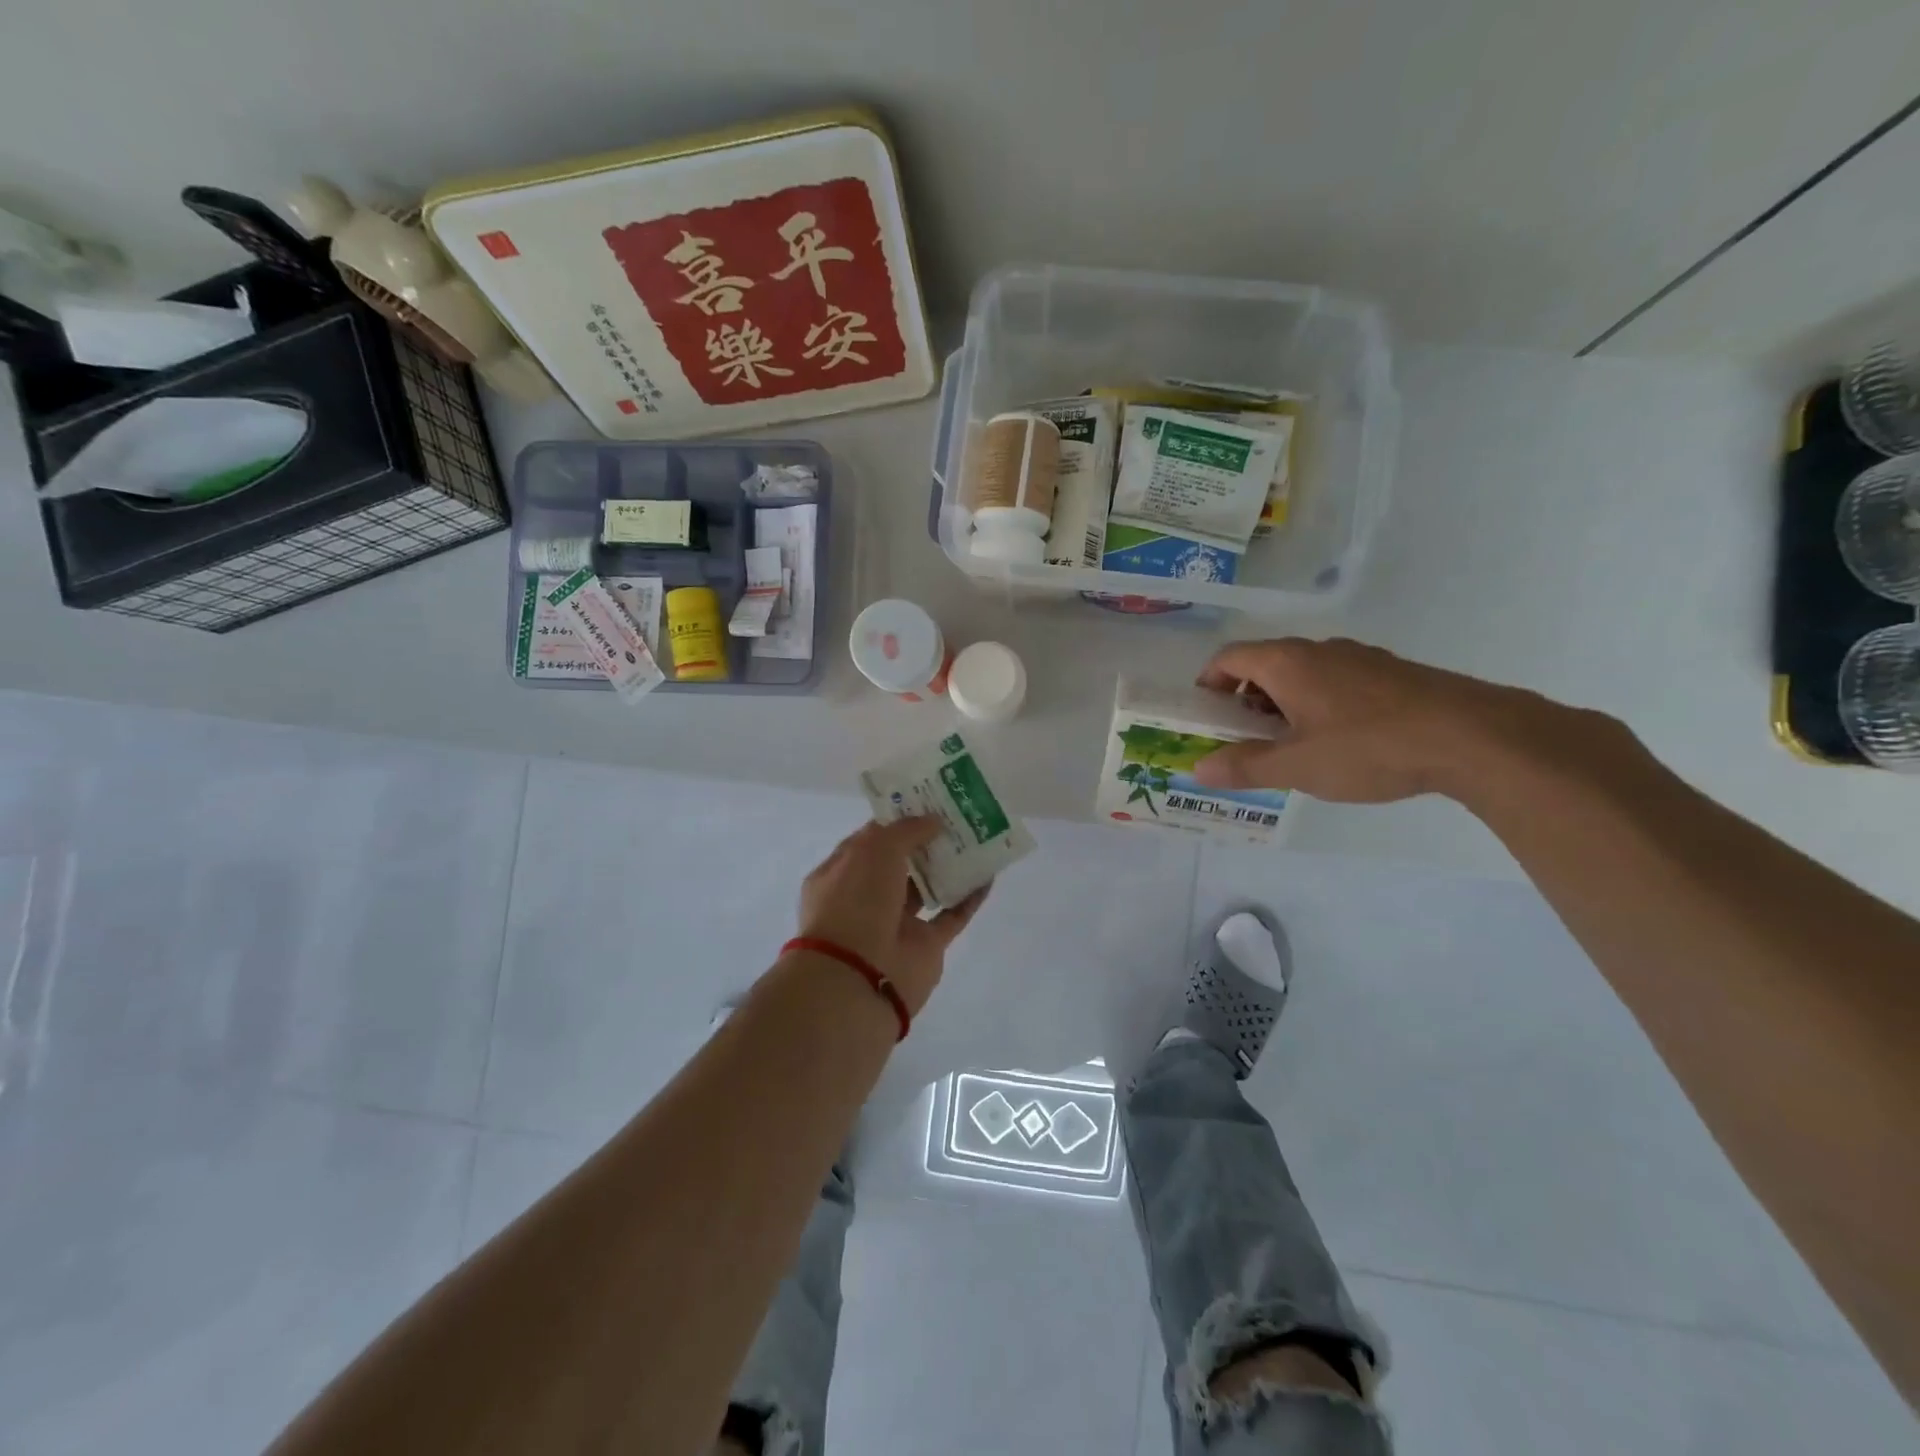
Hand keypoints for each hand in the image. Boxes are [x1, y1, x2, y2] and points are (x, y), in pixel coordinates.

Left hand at [795, 817, 989, 1014]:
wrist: (860, 976)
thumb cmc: (856, 902)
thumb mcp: (874, 850)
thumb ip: (906, 831)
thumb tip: (933, 821)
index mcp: (841, 873)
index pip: (869, 840)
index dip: (895, 821)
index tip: (924, 802)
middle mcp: (866, 897)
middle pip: (900, 863)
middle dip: (925, 840)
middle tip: (956, 815)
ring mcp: (896, 923)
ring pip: (926, 888)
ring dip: (948, 866)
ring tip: (976, 838)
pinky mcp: (925, 946)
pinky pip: (951, 915)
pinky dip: (969, 897)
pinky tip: (989, 875)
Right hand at [1190, 638, 1590, 802]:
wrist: (1471, 736)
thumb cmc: (1367, 747)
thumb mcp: (1296, 766)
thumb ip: (1244, 766)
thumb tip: (1197, 769)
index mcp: (1286, 662)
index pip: (1229, 657)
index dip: (1208, 683)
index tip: (1206, 716)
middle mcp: (1319, 649)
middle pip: (1264, 664)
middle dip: (1245, 700)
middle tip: (1245, 739)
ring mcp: (1359, 658)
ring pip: (1303, 673)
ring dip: (1283, 703)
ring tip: (1292, 746)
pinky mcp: (1391, 673)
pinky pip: (1336, 681)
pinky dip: (1319, 704)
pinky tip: (1339, 742)